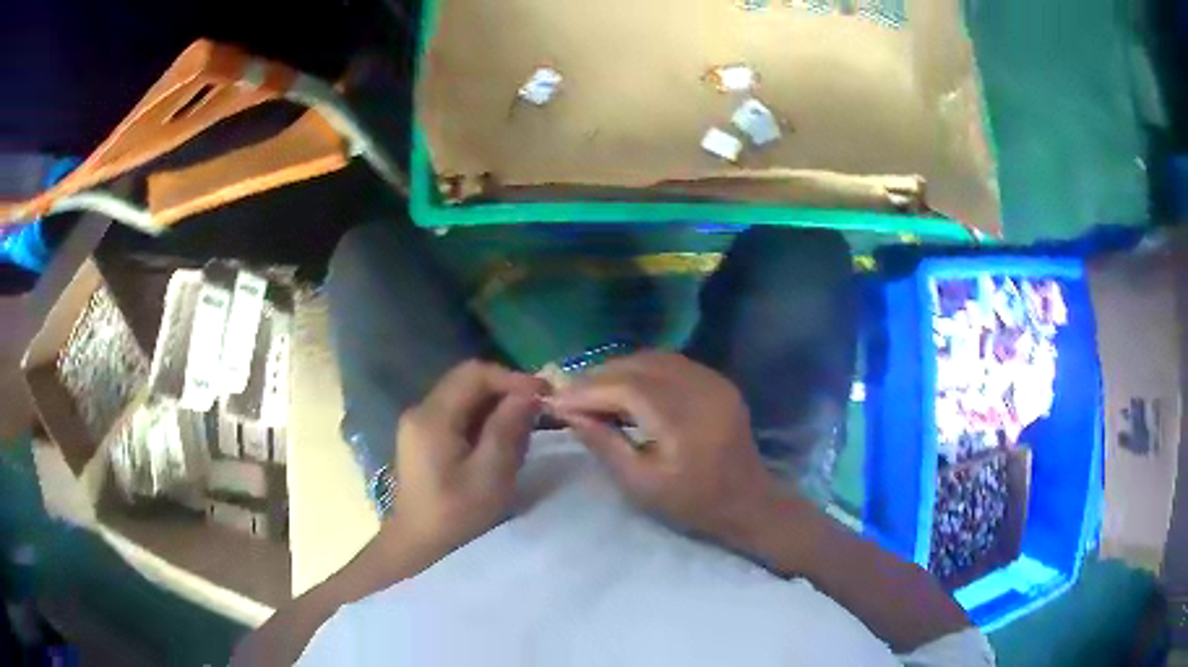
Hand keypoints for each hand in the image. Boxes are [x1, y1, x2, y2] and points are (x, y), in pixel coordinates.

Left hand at [387, 360, 547, 556]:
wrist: (420, 547)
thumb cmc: (456, 516)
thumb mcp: (490, 475)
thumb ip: (508, 429)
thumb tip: (530, 393)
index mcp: (432, 417)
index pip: (474, 374)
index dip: (512, 378)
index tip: (545, 395)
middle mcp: (421, 411)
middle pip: (468, 382)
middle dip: (506, 390)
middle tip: (540, 409)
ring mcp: (420, 424)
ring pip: (465, 397)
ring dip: (497, 405)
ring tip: (526, 426)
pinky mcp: (424, 438)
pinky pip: (459, 414)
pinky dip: (485, 419)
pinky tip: (503, 440)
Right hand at [547, 351, 782, 542]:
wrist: (747, 502)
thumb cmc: (691, 503)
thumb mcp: (640, 484)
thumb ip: (604, 443)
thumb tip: (569, 413)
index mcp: (684, 420)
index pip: (626, 388)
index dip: (587, 390)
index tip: (555, 400)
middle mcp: (701, 389)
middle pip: (639, 365)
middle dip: (599, 375)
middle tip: (568, 393)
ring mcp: (713, 381)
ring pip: (654, 359)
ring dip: (619, 369)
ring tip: (592, 389)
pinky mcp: (717, 381)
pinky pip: (672, 363)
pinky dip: (642, 369)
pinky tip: (625, 385)